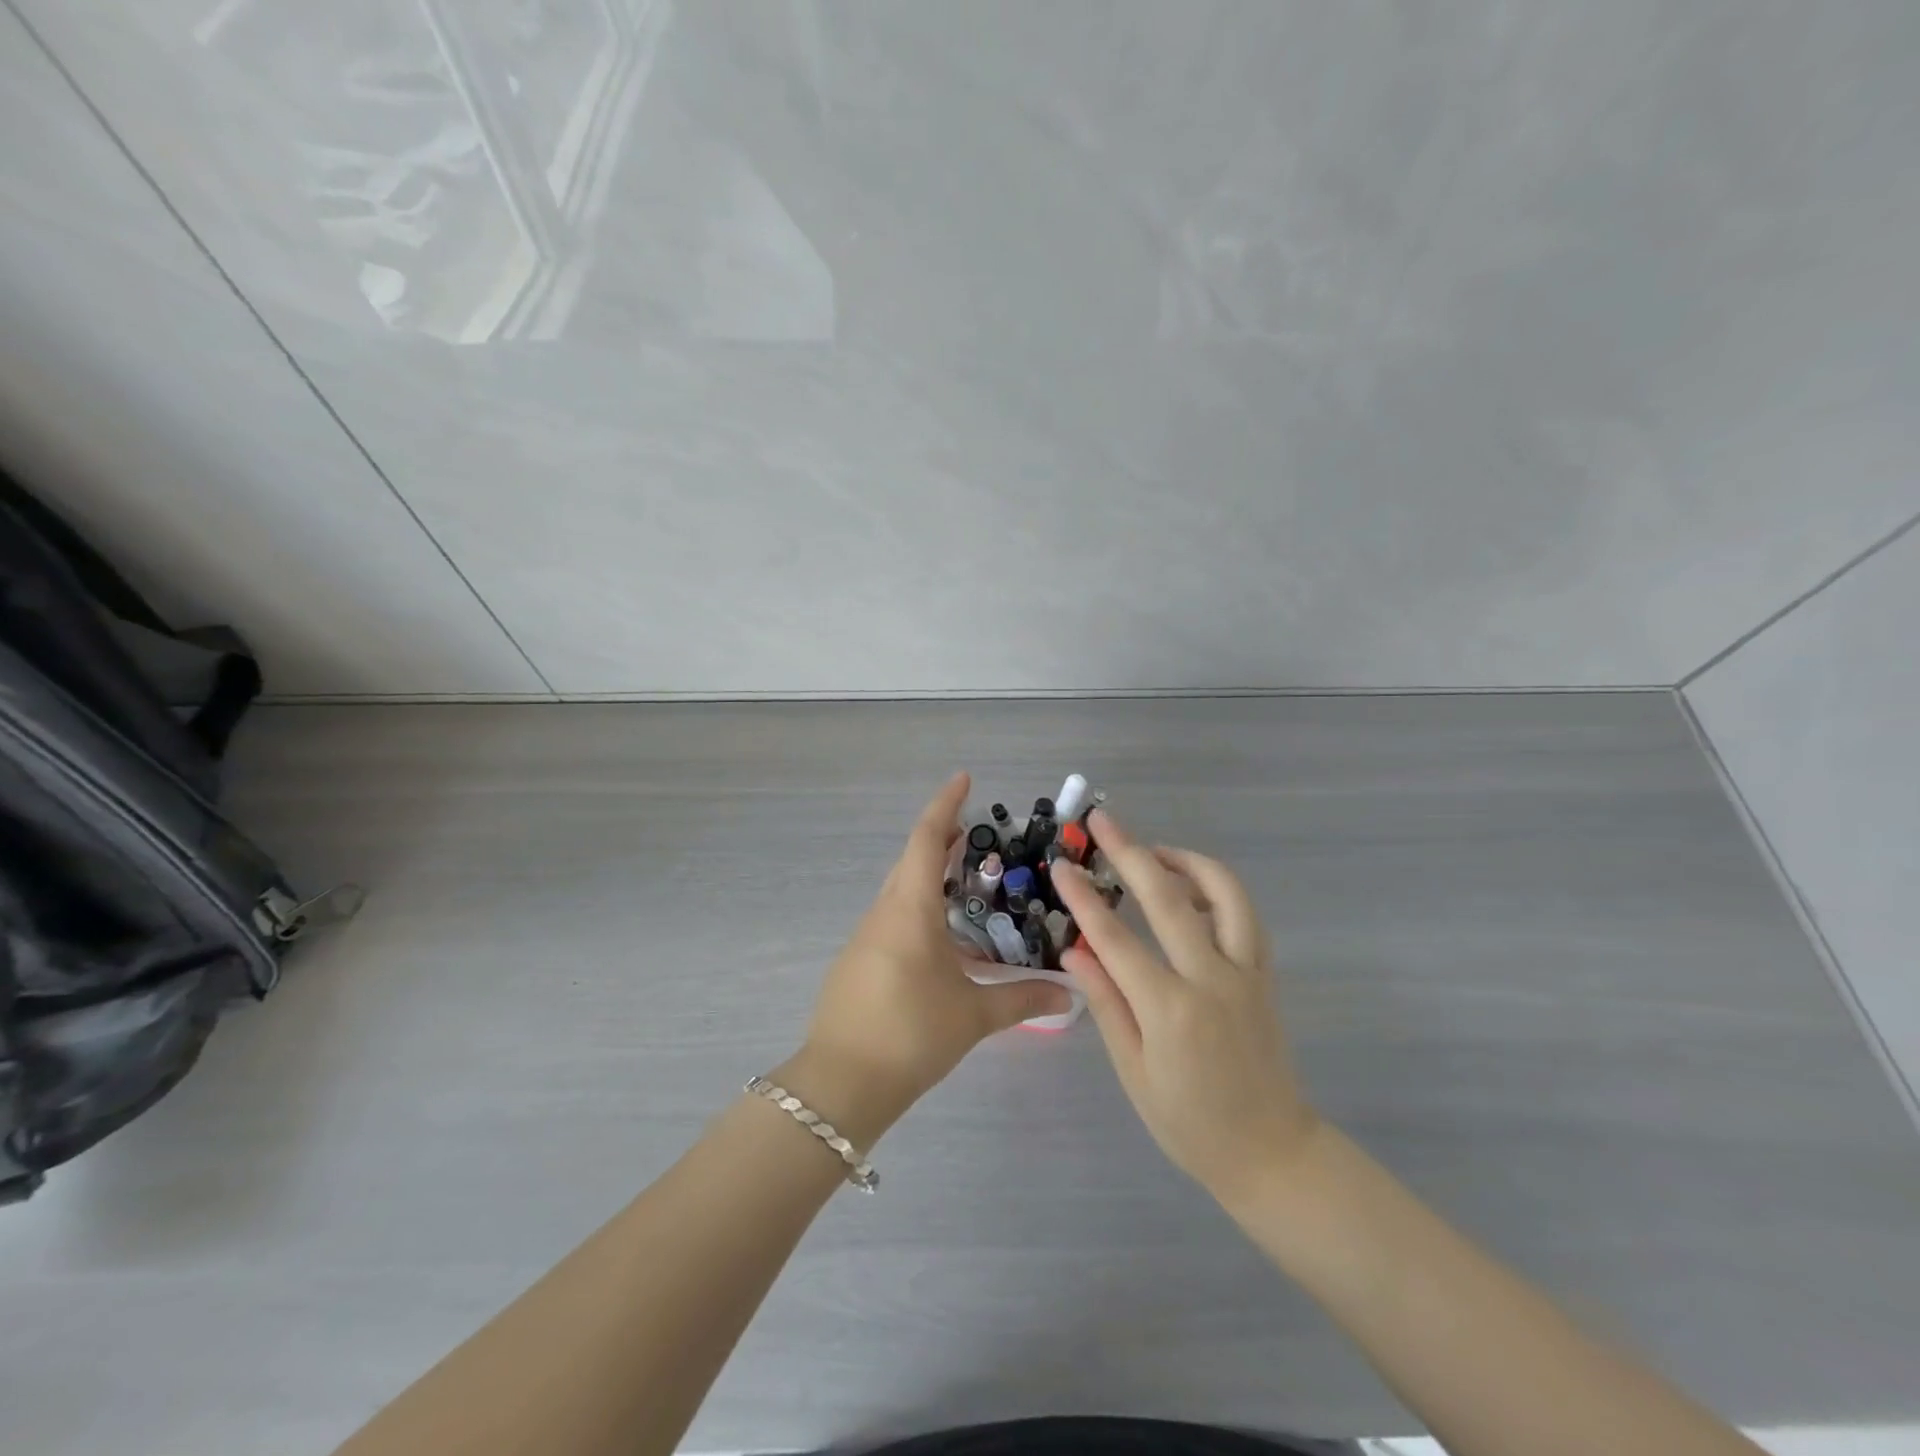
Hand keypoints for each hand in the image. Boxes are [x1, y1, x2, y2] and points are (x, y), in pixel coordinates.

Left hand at [788, 773, 1072, 1136]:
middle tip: (981, 839)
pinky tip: (943, 940)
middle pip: (912, 860)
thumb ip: (1022, 998)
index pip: (926, 839)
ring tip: (970, 886)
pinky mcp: (858, 961)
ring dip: (931, 878)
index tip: (964, 779)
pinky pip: (893, 918)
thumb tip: (1067, 995)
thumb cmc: (910, 1034)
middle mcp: (884, 912)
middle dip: (943, 840)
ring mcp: (865, 937)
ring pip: (901, 890)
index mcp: (909, 908)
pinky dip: (919, 910)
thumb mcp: (973, 1015)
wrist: (841, 1083)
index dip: (945, 804)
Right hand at [1053, 810, 1320, 1205]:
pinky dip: (1217, 889)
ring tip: (1153, 850)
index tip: (1062, 866)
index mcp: (1170, 1009)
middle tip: (1102, 821)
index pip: (1116, 938)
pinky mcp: (1265, 974)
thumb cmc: (1189, 1123)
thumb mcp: (1133, 1071)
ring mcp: (1246, 972)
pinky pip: (1245, 915)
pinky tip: (1191, 888)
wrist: (1272, 1151)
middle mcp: (1212, 979)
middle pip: (1168, 898)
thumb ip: (1106, 1002)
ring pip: (1224, 893)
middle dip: (1131, 852)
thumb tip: (1075, 949)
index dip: (1084, 898)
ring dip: (1185, 860)